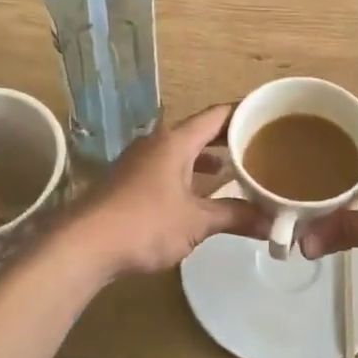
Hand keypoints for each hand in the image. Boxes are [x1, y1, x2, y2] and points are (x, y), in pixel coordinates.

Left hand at [56, 106, 266, 285]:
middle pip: (199, 131)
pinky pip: (168, 167)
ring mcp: (140, 161)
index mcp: (175, 141)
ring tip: (236, 170)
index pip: (217, 115)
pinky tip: (200, 194)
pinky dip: (189, 174)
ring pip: (182, 151)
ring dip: (208, 159)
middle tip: (261, 145)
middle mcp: (157, 143)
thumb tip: (272, 223)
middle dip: (229, 138)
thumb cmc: (144, 224)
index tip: (268, 116)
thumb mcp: (196, 222)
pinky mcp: (129, 181)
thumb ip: (235, 217)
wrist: (84, 244)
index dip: (243, 112)